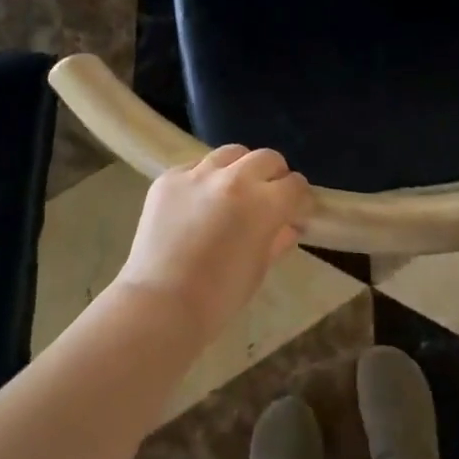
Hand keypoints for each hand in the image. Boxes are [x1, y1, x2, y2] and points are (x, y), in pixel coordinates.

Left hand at [113, 145, 313, 339]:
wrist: (159, 304)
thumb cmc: (219, 297)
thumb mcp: (259, 268)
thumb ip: (278, 239)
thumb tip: (290, 225)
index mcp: (263, 203)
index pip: (295, 185)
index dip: (299, 199)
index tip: (295, 211)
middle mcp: (233, 178)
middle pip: (267, 158)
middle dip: (274, 176)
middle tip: (268, 197)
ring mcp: (197, 174)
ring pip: (231, 154)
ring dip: (240, 169)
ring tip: (233, 191)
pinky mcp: (169, 178)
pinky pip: (195, 167)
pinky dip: (204, 180)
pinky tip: (197, 203)